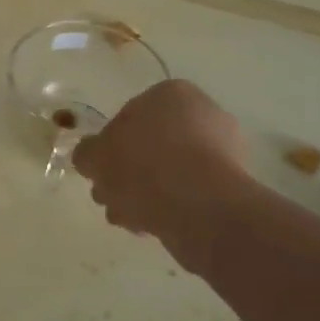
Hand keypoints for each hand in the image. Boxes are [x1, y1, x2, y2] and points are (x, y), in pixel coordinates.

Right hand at [71, 80, 252, 271]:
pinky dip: (169, 206)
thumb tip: (91, 156)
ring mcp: (223, 151)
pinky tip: (150, 226)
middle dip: (128, 172)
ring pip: (168, 172)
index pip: (130, 114)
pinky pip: (188, 193)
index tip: (101, 169)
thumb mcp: (95, 156)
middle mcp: (203, 113)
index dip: (110, 145)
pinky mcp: (232, 186)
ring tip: (126, 217)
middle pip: (150, 145)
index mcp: (170, 94)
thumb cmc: (141, 166)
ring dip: (144, 193)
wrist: (196, 207)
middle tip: (109, 195)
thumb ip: (87, 152)